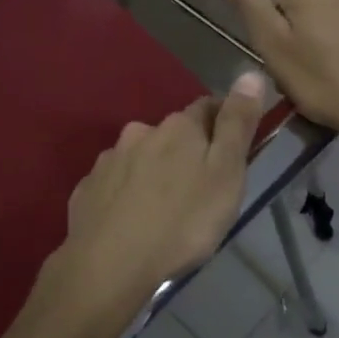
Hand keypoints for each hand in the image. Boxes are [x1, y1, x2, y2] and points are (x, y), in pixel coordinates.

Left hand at [28, 72, 265, 337]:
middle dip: (185, 152)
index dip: (223, 123)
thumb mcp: (226, 174)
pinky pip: (114, 183)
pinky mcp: (87, 188)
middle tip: (198, 189)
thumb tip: (250, 74)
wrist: (110, 263)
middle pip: (171, 134)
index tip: (231, 150)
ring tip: (163, 209)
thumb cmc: (182, 221)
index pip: (208, 107)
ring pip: (140, 157)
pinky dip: (125, 193)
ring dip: (153, 172)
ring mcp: (109, 160)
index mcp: (179, 127)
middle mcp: (141, 132)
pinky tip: (130, 220)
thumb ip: (237, 124)